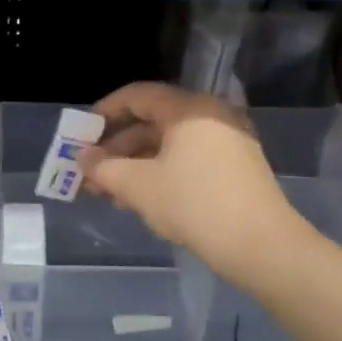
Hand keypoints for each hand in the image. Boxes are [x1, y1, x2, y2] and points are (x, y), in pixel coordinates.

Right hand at [80, 82, 305, 278]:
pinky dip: (161, 172)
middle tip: (91, 171)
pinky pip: (188, 159)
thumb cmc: (193, 204)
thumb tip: (83, 158)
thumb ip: (104, 168)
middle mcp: (211, 116)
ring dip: (136, 164)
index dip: (105, 111)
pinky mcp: (236, 167)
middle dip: (117, 147)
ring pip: (170, 144)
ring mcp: (228, 141)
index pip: (138, 96)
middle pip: (153, 121)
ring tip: (109, 192)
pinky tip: (141, 198)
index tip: (82, 133)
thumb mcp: (138, 186)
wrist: (259, 244)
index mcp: (189, 109)